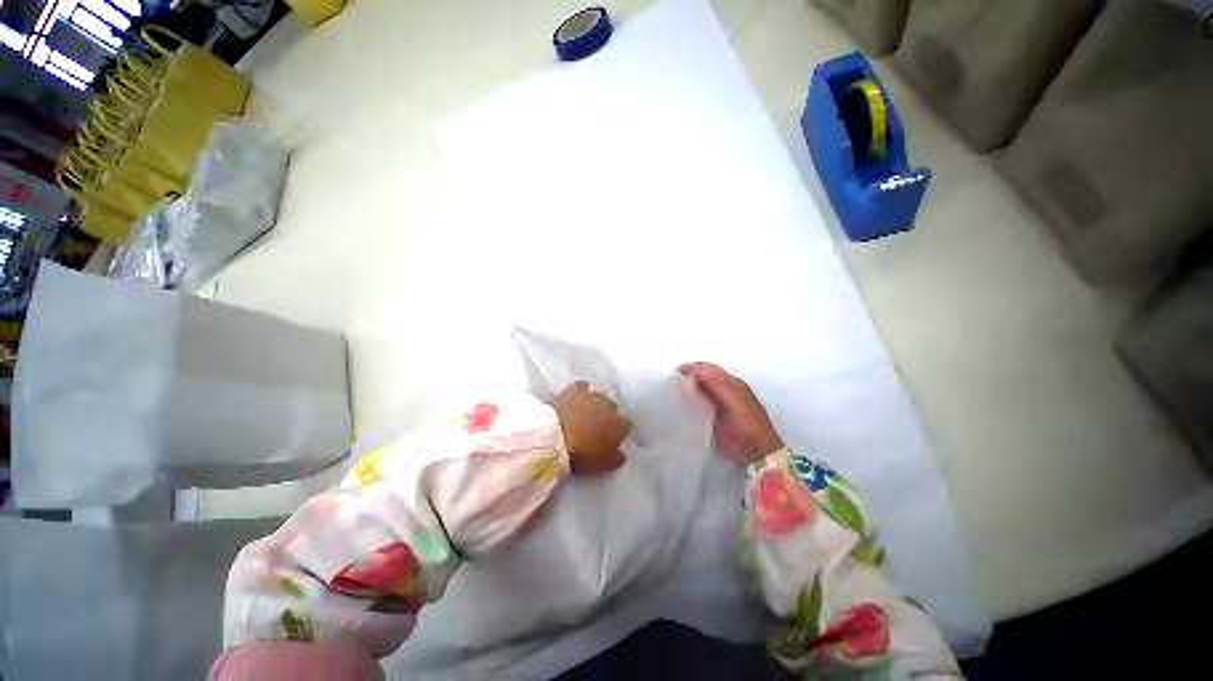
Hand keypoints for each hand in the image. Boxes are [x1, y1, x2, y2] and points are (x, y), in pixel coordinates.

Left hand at [552, 381, 629, 474]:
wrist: (555, 437)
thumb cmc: (582, 454)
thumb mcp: (604, 464)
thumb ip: (616, 457)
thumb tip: (621, 453)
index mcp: (620, 424)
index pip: (626, 425)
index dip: (618, 432)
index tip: (610, 439)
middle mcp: (610, 406)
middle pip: (613, 408)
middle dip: (607, 415)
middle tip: (596, 426)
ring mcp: (593, 394)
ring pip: (599, 395)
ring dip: (595, 402)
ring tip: (586, 411)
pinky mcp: (575, 388)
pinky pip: (582, 387)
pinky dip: (581, 392)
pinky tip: (576, 398)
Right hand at [678, 362, 782, 465]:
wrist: (759, 455)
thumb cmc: (747, 426)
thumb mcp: (734, 402)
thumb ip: (716, 384)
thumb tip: (694, 368)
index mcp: (733, 382)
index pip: (709, 368)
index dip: (692, 367)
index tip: (675, 372)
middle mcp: (728, 389)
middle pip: (705, 376)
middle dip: (689, 375)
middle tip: (671, 381)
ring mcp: (723, 402)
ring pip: (702, 388)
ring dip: (690, 387)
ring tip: (674, 391)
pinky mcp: (717, 415)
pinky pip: (702, 401)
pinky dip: (692, 399)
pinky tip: (684, 404)